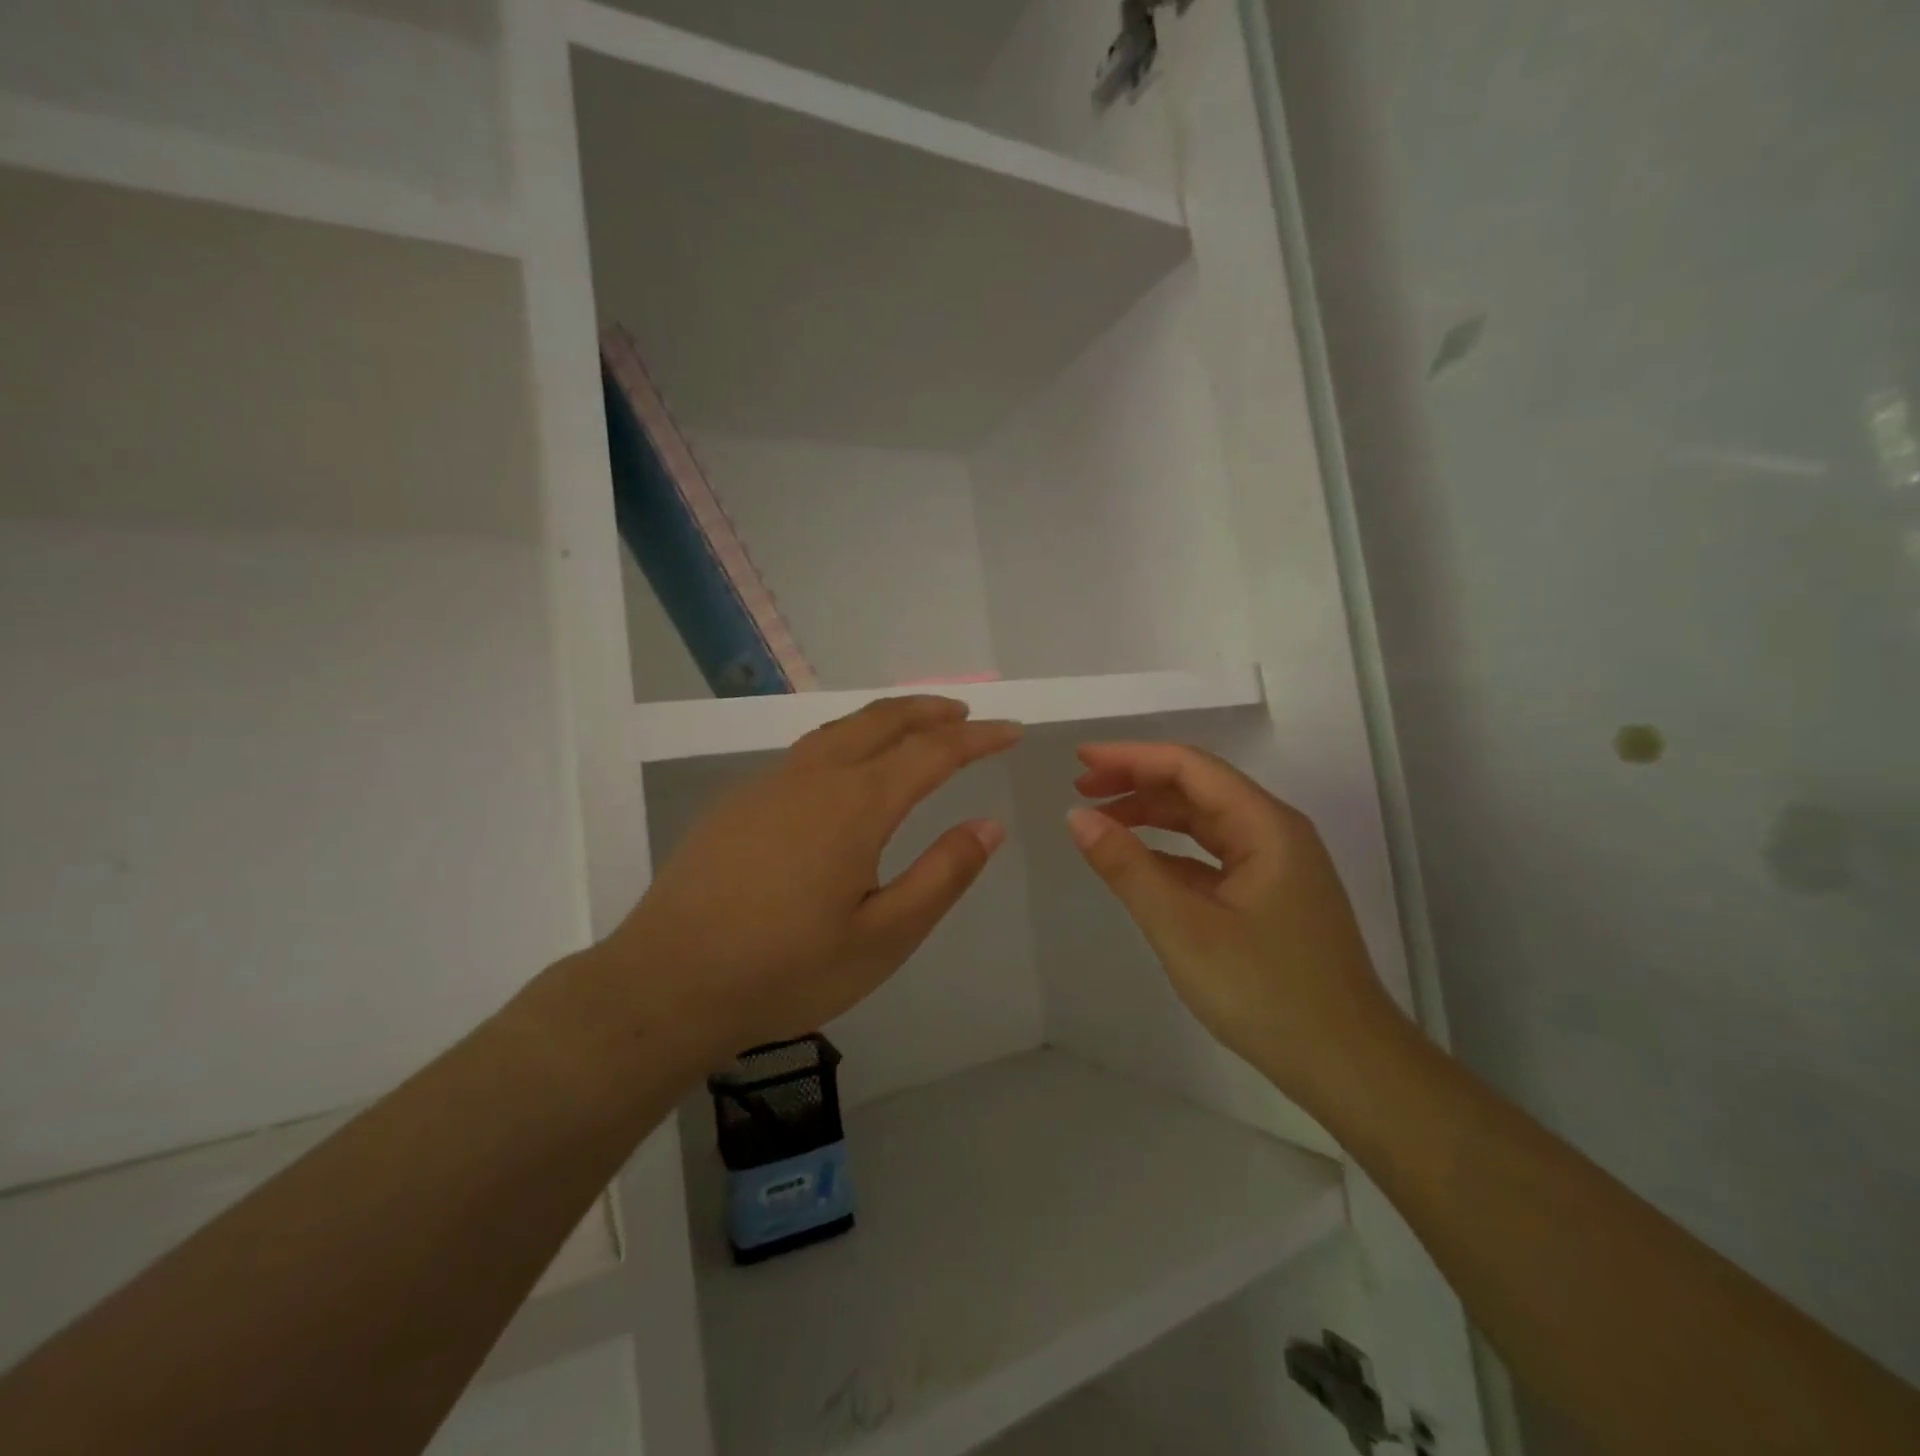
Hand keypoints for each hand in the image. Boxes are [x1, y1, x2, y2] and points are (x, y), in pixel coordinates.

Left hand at [607, 697, 1021, 1062]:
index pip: (934, 751)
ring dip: (886, 720)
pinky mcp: (739, 801)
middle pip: (882, 721)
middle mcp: (815, 776)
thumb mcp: (884, 936)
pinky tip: (846, 771)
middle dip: (930, 711)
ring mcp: (770, 783)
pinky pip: (808, 751)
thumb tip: (990, 826)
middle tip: (965, 715)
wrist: (668, 982)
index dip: (979, 738)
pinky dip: (847, 740)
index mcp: (857, 804)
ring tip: (914, 729)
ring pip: (840, 730)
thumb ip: (942, 875)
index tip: (1012, 731)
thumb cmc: (786, 968)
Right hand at [1067, 741, 1402, 1110]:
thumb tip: (1077, 817)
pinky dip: (1171, 852)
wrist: (1348, 1067)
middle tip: (1081, 789)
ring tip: (1101, 820)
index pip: (1190, 767)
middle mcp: (1275, 833)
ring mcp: (1276, 866)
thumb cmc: (1266, 992)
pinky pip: (1212, 857)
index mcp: (1265, 826)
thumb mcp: (1184, 928)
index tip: (1080, 759)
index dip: (1132, 757)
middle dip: (1137, 782)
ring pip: (1204, 822)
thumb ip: (1128, 868)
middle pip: (1198, 788)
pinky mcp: (1270, 897)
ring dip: (1152, 815)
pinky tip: (1139, 863)